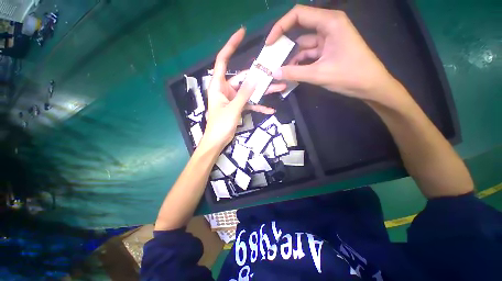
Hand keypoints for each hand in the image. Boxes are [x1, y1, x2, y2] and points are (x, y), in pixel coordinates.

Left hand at [201, 28, 285, 150]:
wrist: (217, 141)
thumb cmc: (220, 125)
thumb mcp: (233, 109)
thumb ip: (244, 94)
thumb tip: (256, 79)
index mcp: (219, 85)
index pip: (223, 60)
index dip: (230, 45)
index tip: (241, 33)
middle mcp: (226, 89)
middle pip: (244, 78)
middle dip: (259, 76)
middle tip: (274, 72)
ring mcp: (233, 99)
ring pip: (249, 91)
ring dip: (263, 92)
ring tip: (280, 88)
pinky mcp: (239, 107)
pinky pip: (250, 104)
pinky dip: (259, 106)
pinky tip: (270, 110)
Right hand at [266, 5, 404, 105]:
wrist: (371, 85)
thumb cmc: (350, 75)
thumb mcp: (318, 74)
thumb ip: (294, 73)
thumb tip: (274, 73)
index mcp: (330, 22)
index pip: (298, 15)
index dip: (280, 27)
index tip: (269, 43)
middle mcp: (328, 26)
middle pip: (299, 28)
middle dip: (284, 43)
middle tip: (271, 56)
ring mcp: (328, 39)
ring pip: (303, 45)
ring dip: (291, 57)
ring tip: (278, 69)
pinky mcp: (328, 50)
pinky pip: (309, 54)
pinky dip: (299, 62)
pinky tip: (291, 72)